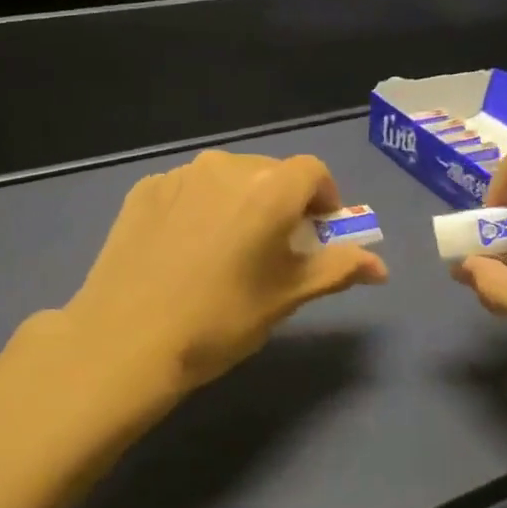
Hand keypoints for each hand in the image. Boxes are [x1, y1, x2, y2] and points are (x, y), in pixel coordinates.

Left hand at [61, 151, 386, 401]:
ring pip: (227, 178)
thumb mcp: (286, 296)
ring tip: (226, 249)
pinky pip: (188, 189)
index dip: (324, 199)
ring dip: (240, 202)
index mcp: (268, 187)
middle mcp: (225, 166)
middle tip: (274, 248)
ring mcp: (179, 175)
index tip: (318, 233)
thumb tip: (381, 266)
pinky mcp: (144, 190)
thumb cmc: (220, 320)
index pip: (313, 172)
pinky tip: (184, 249)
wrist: (125, 340)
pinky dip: (200, 207)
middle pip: (270, 172)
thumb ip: (338, 269)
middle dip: (282, 202)